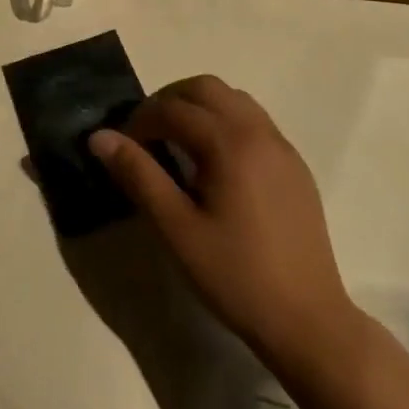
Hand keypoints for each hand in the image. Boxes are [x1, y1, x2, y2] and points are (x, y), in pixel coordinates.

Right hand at [89, 75, 357, 366]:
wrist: (308, 321)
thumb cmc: (235, 276)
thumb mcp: (176, 229)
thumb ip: (138, 175)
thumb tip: (100, 137)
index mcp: (230, 143)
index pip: (173, 108)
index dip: (140, 120)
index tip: (122, 147)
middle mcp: (259, 132)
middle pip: (206, 88)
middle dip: (169, 101)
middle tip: (146, 135)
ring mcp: (282, 147)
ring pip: (233, 99)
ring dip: (199, 107)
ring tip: (177, 144)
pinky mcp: (294, 166)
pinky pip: (254, 121)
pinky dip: (225, 122)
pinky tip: (214, 164)